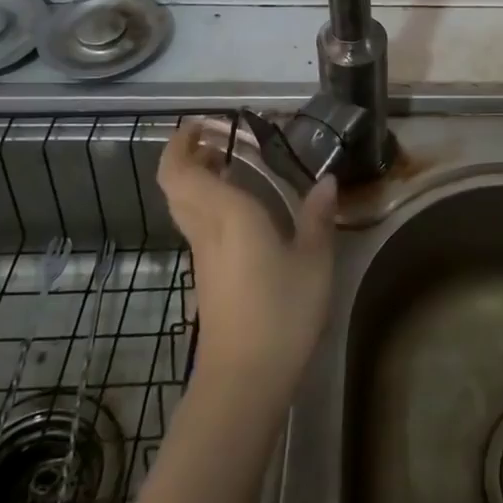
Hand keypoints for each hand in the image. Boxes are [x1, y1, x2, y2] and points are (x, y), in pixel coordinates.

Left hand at [158, 119, 338, 395]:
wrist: (245, 379)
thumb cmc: (281, 312)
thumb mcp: (314, 261)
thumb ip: (318, 218)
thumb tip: (326, 181)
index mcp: (228, 215)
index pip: (181, 171)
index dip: (180, 143)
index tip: (202, 123)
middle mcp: (207, 230)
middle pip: (176, 185)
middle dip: (187, 156)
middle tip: (220, 139)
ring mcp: (203, 257)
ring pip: (186, 206)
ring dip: (199, 179)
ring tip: (234, 165)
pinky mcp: (208, 278)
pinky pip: (200, 226)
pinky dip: (210, 205)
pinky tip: (245, 211)